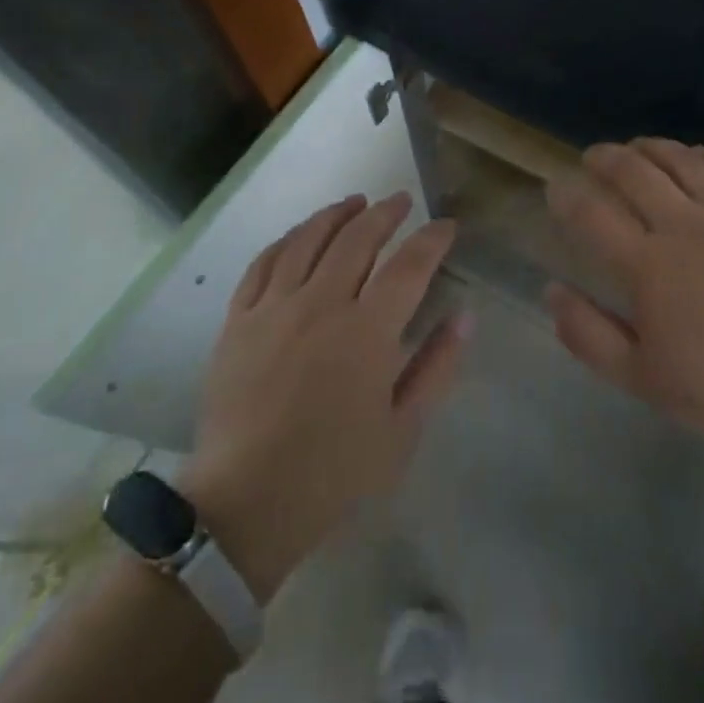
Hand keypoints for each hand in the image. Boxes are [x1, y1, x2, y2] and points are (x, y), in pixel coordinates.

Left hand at [178, 194, 468, 602]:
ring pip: (308, 240)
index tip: (446, 225)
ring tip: (355, 202)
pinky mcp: (238, 319)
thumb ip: (437, 366)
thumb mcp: (402, 429)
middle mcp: (321, 304)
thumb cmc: (334, 472)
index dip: (432, 239)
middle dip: (385, 213)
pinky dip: (287, 239)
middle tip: (401, 200)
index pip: (409, 266)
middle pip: (357, 239)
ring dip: (336, 214)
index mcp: (367, 332)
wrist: (246, 502)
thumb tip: (465, 315)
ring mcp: (274, 307)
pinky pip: (263, 263)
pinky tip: (300, 234)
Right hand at [545, 139, 703, 464]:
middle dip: (606, 158)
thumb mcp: (641, 378)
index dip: (567, 195)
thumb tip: (552, 290)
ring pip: (684, 162)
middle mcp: (684, 226)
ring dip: (654, 147)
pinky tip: (700, 155)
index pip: (593, 214)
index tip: (556, 187)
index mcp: (647, 264)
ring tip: (638, 145)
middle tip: (594, 156)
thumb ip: (589, 334)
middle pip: (636, 173)